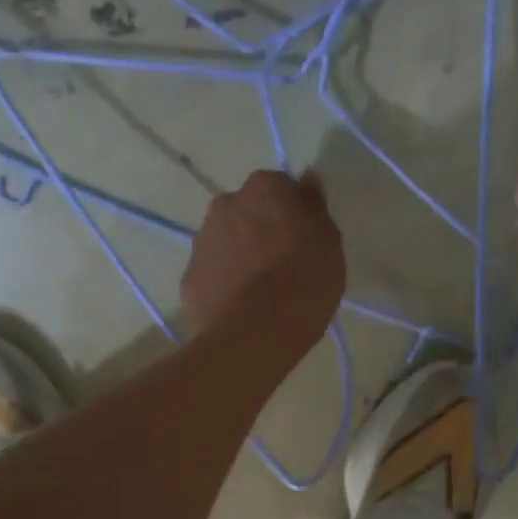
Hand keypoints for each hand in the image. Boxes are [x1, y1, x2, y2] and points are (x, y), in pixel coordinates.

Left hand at [183, 170, 345, 350]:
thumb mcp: (329, 245)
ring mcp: (202, 242)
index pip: (281, 188)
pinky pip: (212, 275)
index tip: (303, 240)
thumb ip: (315, 209)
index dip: (293, 215)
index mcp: (265, 189)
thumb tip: (307, 183)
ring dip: (239, 257)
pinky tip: (238, 309)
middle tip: (281, 266)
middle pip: (247, 213)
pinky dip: (223, 286)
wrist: (253, 335)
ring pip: (226, 243)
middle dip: (261, 232)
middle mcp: (226, 204)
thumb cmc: (303, 284)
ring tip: (258, 293)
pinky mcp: (188, 279)